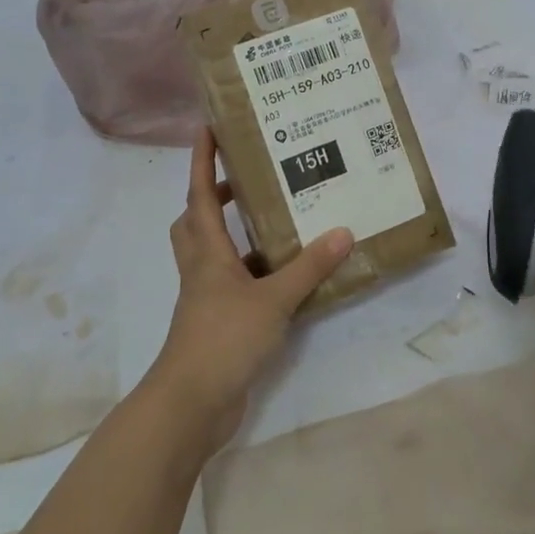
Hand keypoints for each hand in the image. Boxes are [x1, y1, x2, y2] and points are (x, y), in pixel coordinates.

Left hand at [148, 128, 351, 452]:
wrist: (191, 405)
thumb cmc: (223, 339)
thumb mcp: (273, 300)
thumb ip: (308, 268)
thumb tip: (343, 231)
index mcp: (207, 252)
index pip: (199, 194)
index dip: (202, 160)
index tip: (208, 128)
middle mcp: (201, 269)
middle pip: (195, 221)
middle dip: (212, 196)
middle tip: (245, 180)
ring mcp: (205, 299)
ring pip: (210, 253)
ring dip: (232, 233)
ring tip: (272, 221)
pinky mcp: (216, 324)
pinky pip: (230, 284)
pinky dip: (250, 272)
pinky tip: (283, 276)